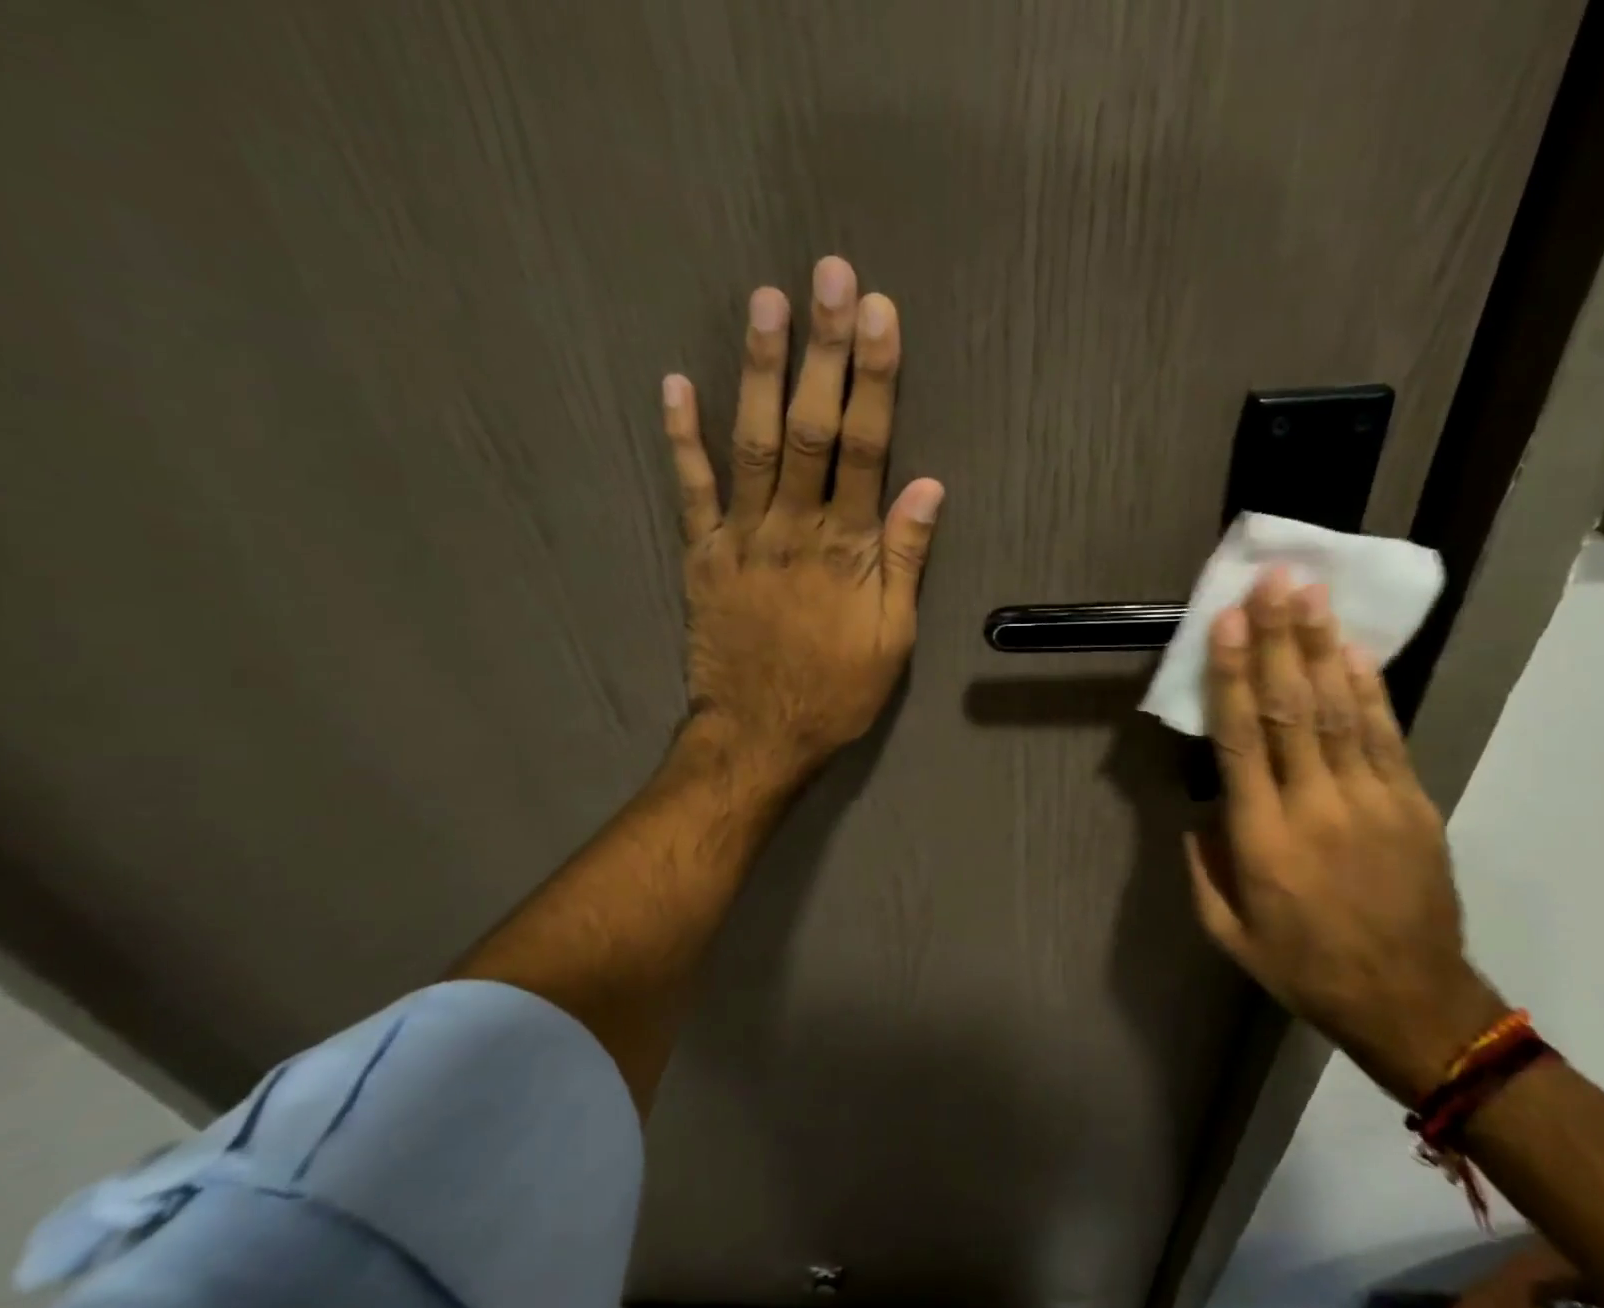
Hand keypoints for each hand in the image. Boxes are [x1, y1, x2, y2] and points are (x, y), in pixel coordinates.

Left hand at [662, 256, 943, 785]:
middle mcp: (794, 529)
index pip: (867, 449)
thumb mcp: (892, 639)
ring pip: (752, 444)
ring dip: (758, 371)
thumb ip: (904, 561)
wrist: (759, 735)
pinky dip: (682, 438)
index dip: (875, 379)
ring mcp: (742, 539)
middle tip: (828, 276)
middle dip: (822, 350)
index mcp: (847, 550)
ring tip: (765, 303)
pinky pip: (690, 491)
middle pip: (811, 429)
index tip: (879, 315)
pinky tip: (676, 384)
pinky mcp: (702, 556)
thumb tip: (928, 487)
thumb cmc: (837, 692)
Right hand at [1185, 570, 1506, 1104]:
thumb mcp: (1228, 932)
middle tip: (1272, 582)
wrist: (1411, 1002)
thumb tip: (1202, 807)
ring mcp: (1372, 800)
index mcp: (1263, 839)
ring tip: (1309, 595)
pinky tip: (1350, 650)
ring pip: (1340, 711)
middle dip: (1279, 640)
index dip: (1233, 676)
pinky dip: (1366, 688)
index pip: (1242, 741)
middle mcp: (1315, 807)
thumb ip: (1203, 867)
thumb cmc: (1305, 967)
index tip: (1227, 624)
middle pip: (1293, 709)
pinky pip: (1385, 735)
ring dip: (1321, 648)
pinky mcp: (1412, 803)